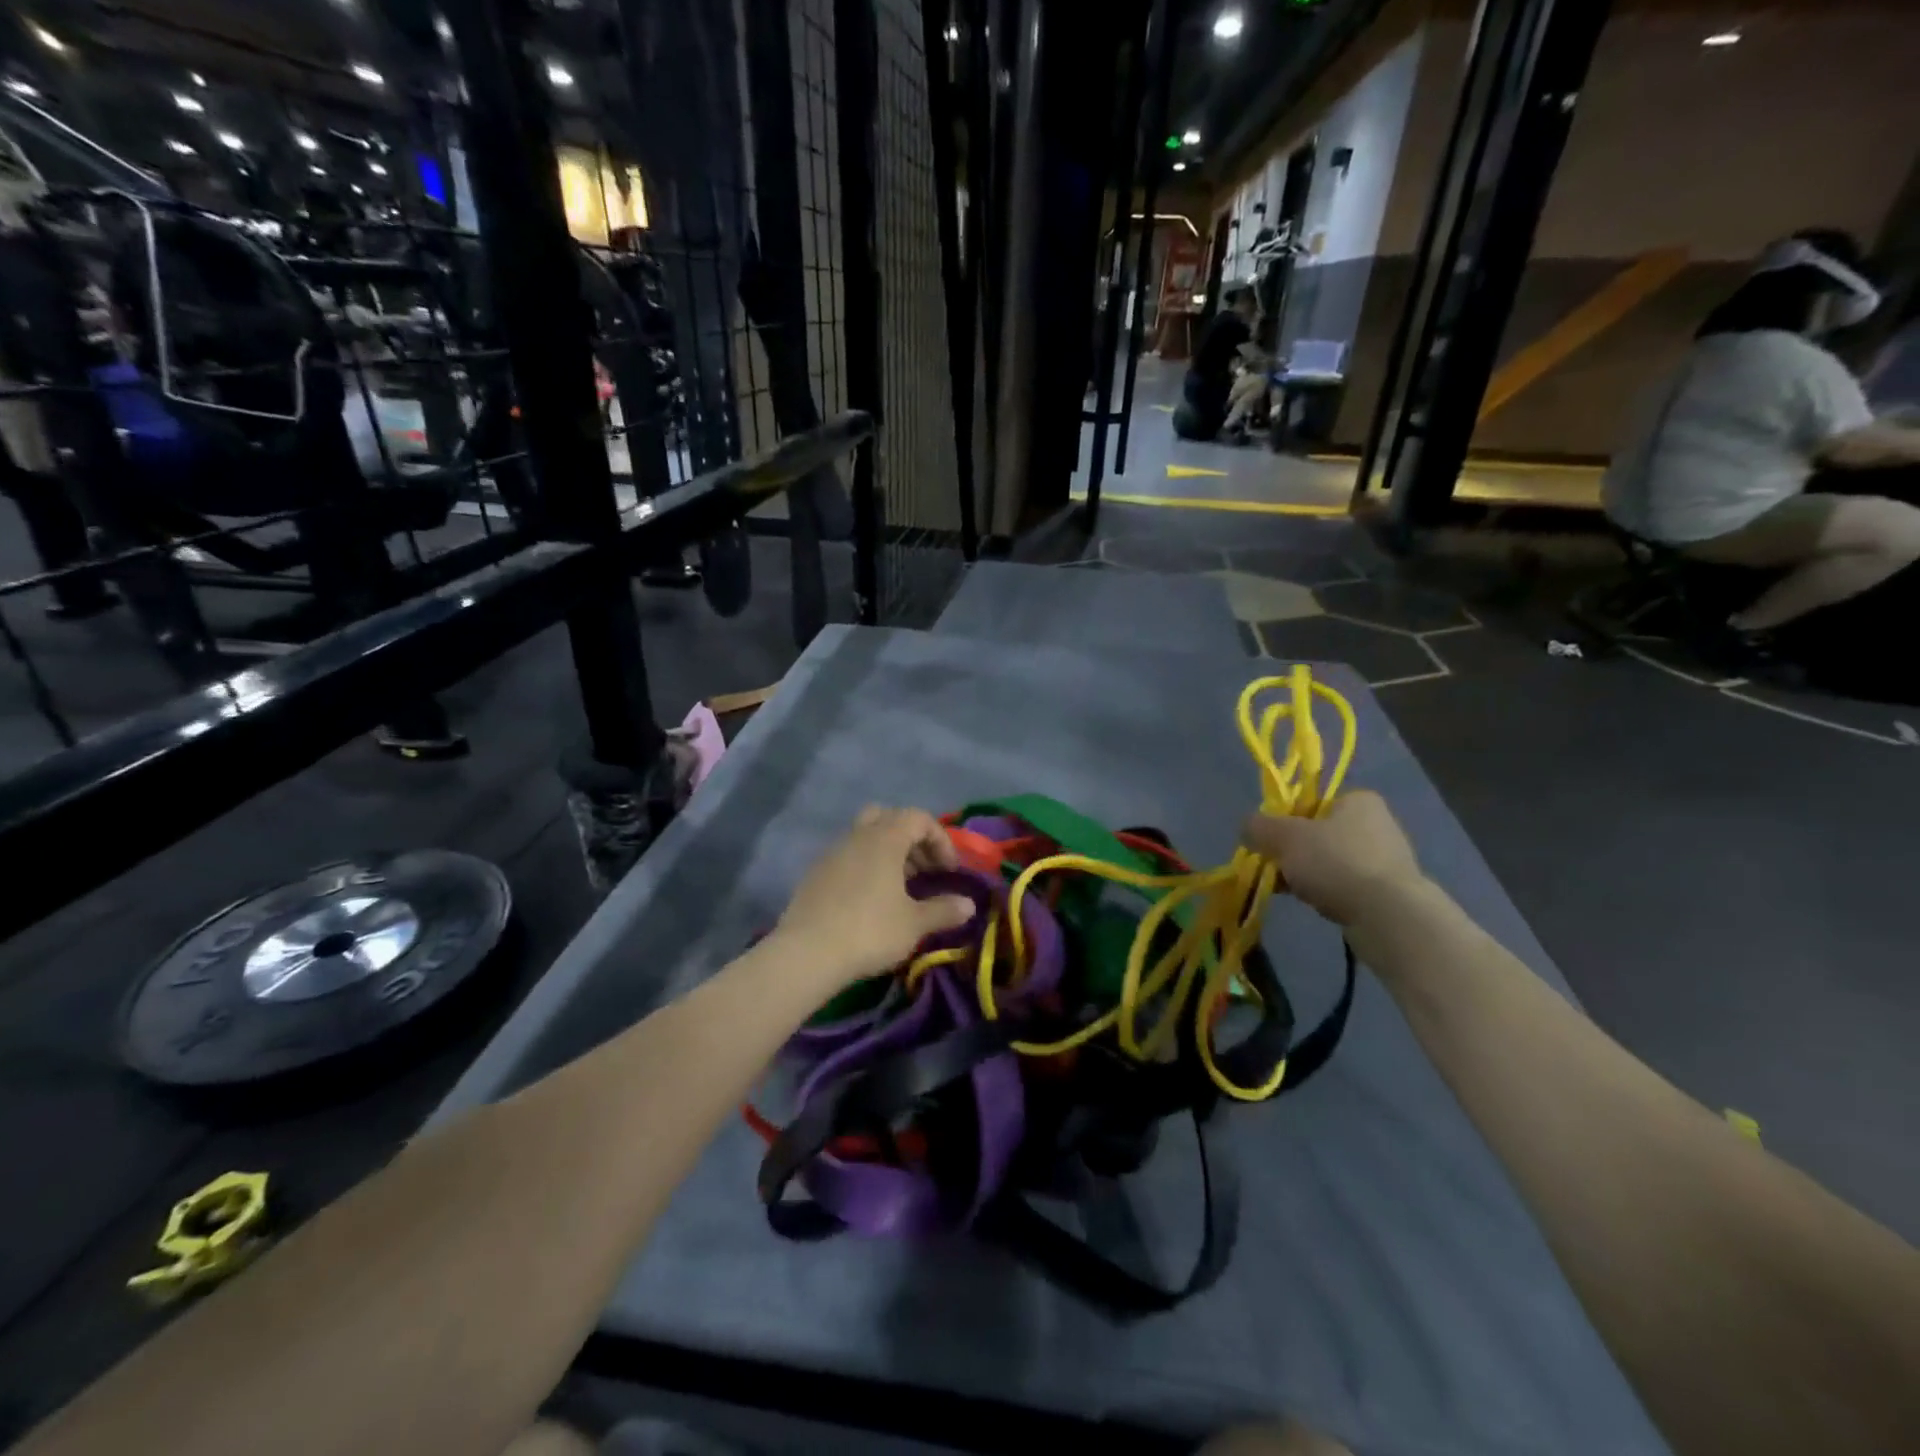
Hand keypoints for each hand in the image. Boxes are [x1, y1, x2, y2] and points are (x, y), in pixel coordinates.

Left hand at [772, 806, 975, 985]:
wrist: (807, 954)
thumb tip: (969, 905)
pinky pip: (848, 857)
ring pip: (865, 837)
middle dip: (910, 839)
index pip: (918, 818)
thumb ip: (944, 910)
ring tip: (900, 889)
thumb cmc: (869, 931)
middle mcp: (857, 836)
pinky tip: (870, 901)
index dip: (940, 840)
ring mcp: (832, 853)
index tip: (949, 871)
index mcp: (884, 839)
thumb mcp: (914, 924)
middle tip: (924, 870)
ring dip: (888, 854)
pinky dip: (865, 867)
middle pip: (888, 818)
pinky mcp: (815, 874)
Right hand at [1241, 791, 1424, 927]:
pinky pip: (1346, 886)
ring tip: (1294, 892)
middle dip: (1294, 853)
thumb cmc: (1335, 862)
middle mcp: (1377, 824)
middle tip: (1278, 870)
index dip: (1285, 821)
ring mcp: (1387, 859)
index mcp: (1358, 800)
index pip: (1311, 803)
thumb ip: (1259, 827)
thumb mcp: (1284, 837)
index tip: (1271, 843)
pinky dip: (1329, 893)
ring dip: (1309, 875)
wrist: (1388, 915)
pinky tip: (1318, 905)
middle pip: (1318, 835)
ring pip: (1330, 863)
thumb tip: (1247, 828)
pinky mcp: (1390, 891)